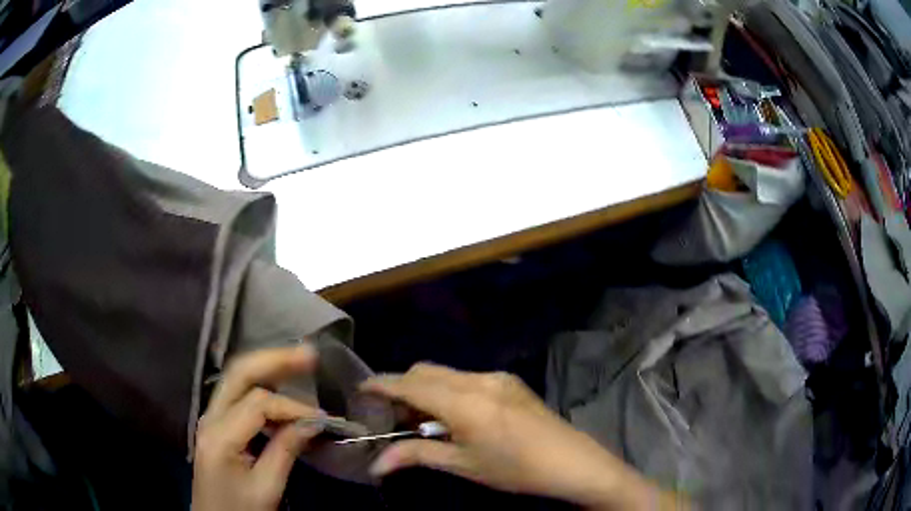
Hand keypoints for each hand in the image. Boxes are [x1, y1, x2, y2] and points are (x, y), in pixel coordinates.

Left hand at [192, 345, 323, 510]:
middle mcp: (210, 417)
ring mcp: (211, 418)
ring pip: (236, 379)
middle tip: (309, 354)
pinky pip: (238, 396)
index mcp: (220, 435)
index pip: (258, 403)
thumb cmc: (240, 508)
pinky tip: (281, 390)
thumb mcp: (266, 487)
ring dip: (268, 368)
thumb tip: (312, 422)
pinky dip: (262, 387)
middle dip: (274, 359)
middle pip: (238, 373)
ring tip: (298, 362)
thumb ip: (285, 450)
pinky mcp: (217, 424)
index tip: (322, 421)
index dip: (293, 407)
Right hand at [361, 363, 672, 509]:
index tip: (360, 390)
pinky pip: (466, 378)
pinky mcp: (509, 381)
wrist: (572, 462)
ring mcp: (497, 377)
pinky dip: (448, 390)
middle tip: (394, 416)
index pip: (409, 384)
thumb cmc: (515, 469)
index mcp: (464, 402)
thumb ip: (416, 456)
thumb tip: (376, 464)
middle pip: (425, 371)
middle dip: (403, 387)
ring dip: (426, 389)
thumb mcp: (463, 465)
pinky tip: (455, 416)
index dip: (381, 385)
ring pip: (445, 373)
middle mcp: (478, 379)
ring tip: (424, 421)